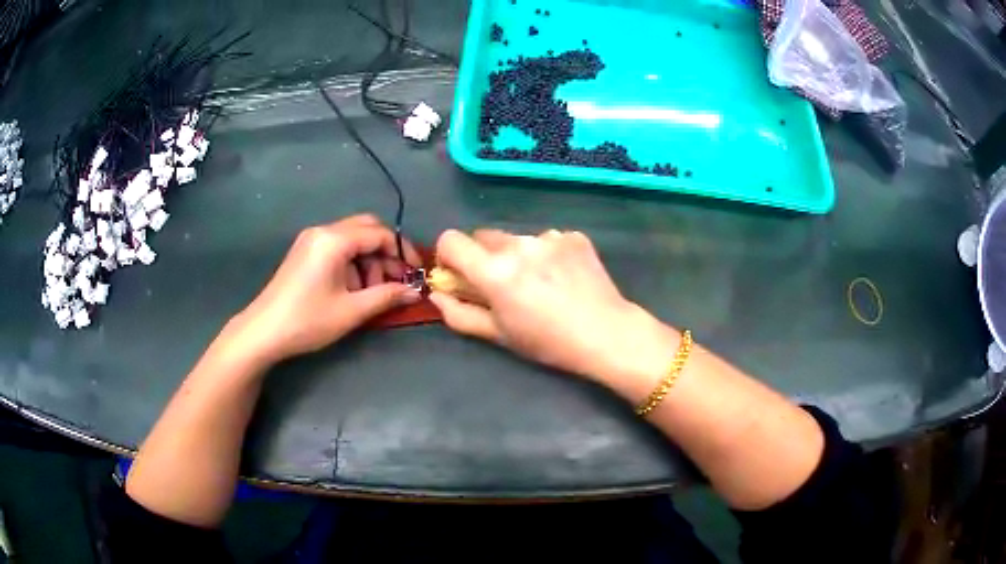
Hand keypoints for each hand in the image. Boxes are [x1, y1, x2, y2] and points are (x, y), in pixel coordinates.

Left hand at [223, 214, 421, 365]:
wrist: (263, 331)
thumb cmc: (308, 320)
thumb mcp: (351, 311)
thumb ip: (386, 296)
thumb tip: (415, 292)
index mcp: (334, 240)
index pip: (379, 233)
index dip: (401, 251)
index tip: (415, 274)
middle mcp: (323, 231)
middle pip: (366, 228)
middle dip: (386, 252)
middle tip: (396, 280)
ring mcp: (311, 240)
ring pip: (352, 238)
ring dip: (369, 259)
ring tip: (372, 291)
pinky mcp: (304, 251)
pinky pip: (337, 247)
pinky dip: (352, 262)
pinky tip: (352, 288)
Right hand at [430, 229, 676, 384]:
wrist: (607, 333)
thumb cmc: (548, 342)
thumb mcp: (498, 335)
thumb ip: (459, 314)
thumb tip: (437, 294)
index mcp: (494, 270)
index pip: (451, 239)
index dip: (448, 255)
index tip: (459, 273)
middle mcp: (518, 244)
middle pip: (483, 236)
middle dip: (483, 256)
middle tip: (503, 284)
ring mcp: (549, 236)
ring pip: (517, 238)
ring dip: (517, 254)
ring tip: (540, 283)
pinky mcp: (573, 236)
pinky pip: (547, 239)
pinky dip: (547, 254)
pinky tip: (564, 277)